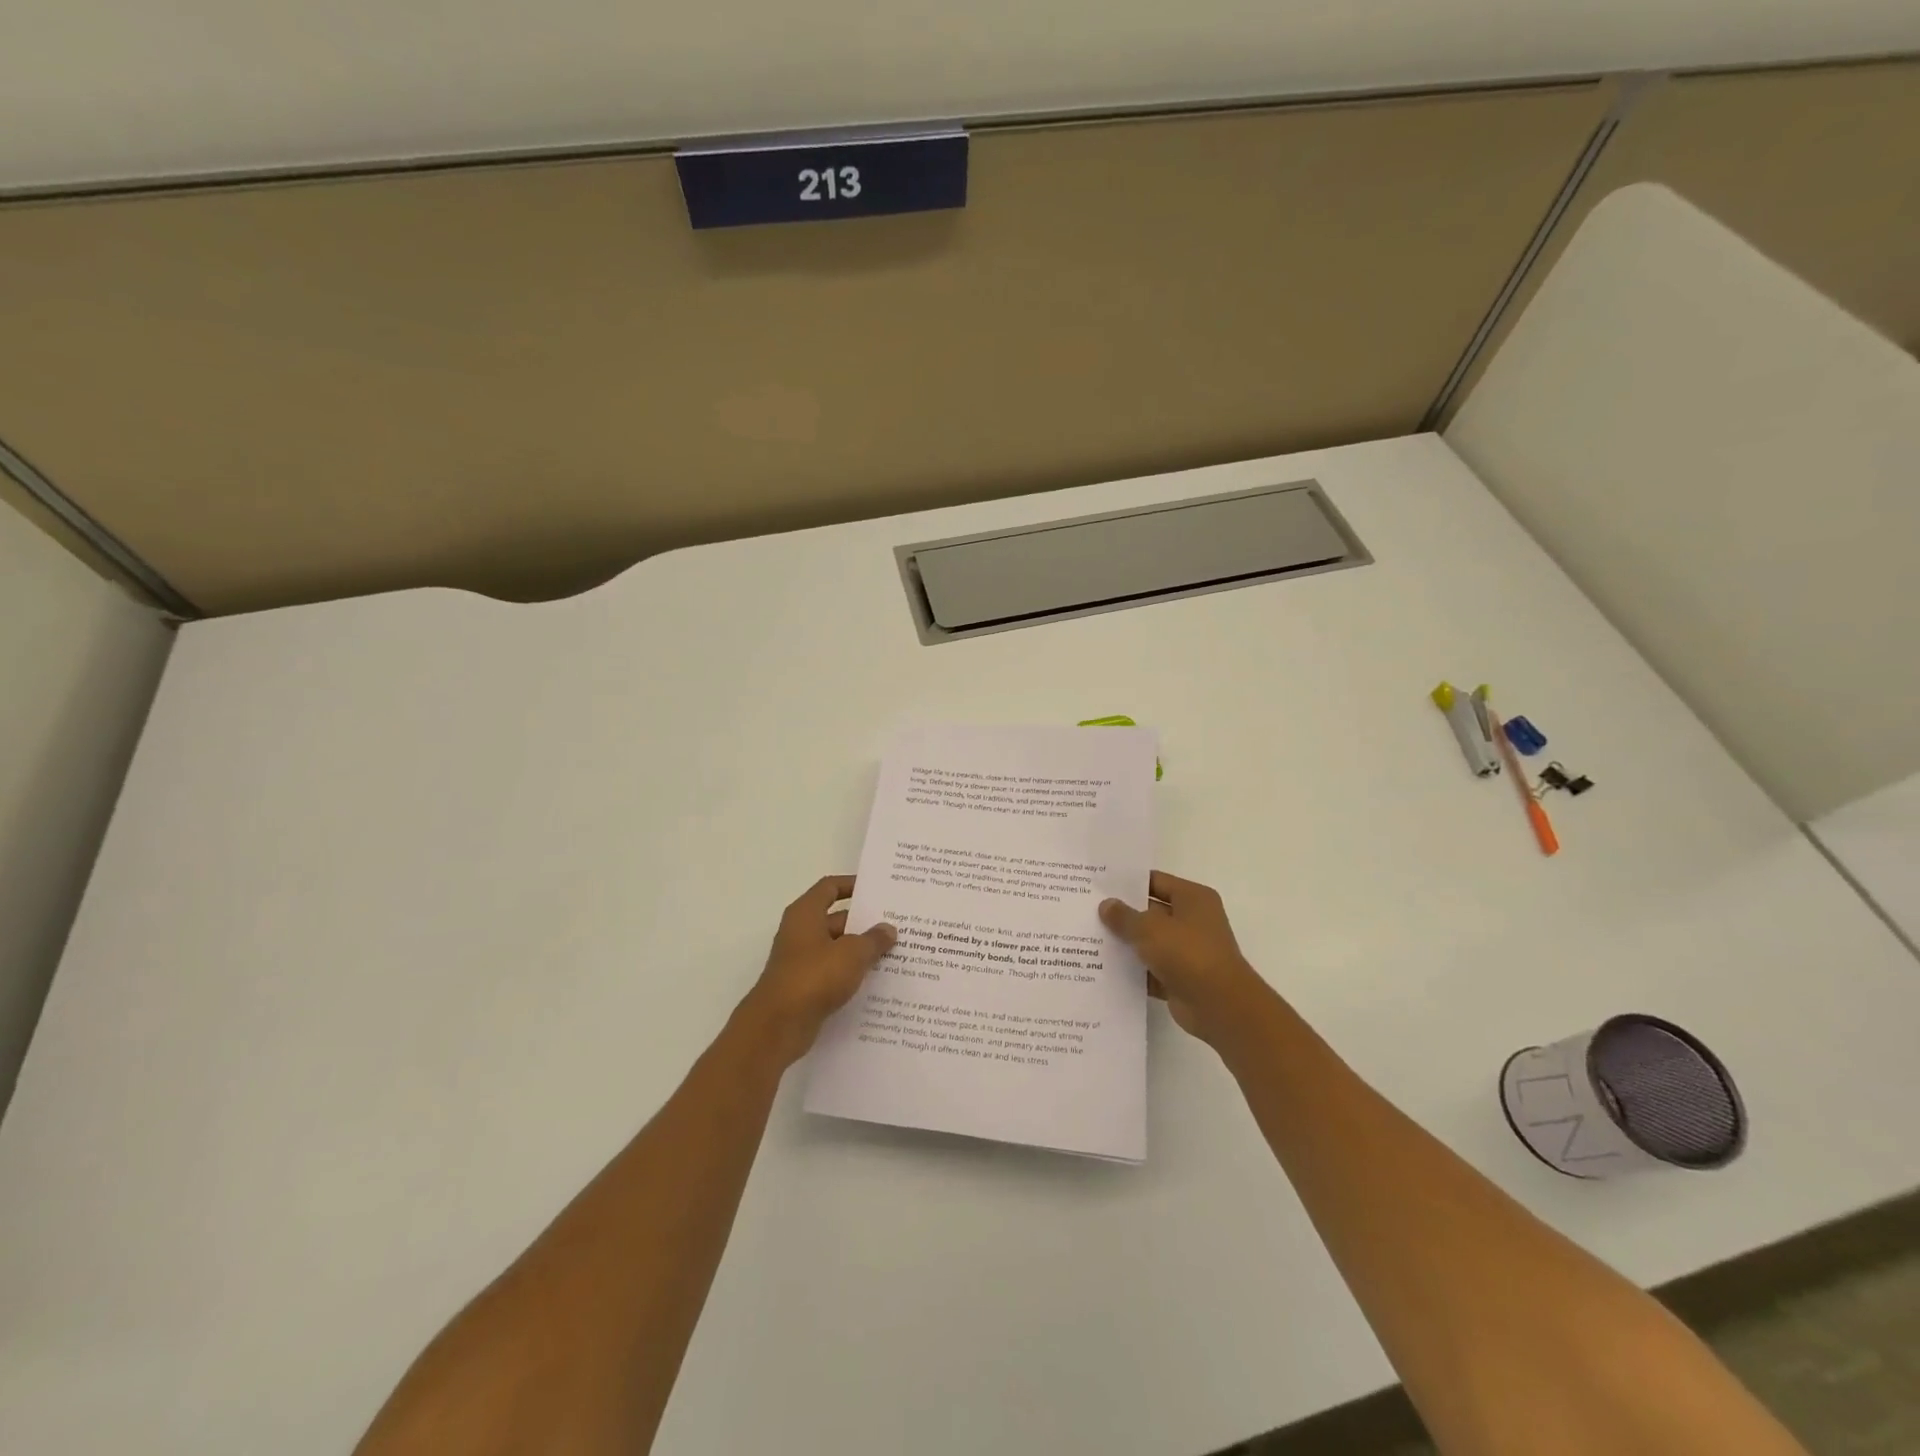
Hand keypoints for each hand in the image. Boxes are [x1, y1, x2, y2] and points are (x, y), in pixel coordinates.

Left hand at [739, 875, 895, 1065]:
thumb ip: (873, 939)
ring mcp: (802, 961)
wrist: (778, 1026)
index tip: (878, 889)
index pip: (830, 887)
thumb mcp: (852, 954)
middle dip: (865, 922)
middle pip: (837, 919)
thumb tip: (888, 929)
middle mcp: (801, 932)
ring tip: (896, 952)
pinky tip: (878, 981)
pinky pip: (834, 972)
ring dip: (861, 950)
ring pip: (838, 948)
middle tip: (898, 924)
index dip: (852, 884)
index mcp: (806, 913)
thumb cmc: (814, 977)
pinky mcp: (805, 987)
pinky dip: (852, 973)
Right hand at [1100, 871, 1273, 1047]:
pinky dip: (1132, 971)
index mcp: (1192, 898)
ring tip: (1088, 938)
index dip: (1127, 883)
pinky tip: (1102, 969)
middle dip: (1122, 914)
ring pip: (1149, 942)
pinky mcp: (1180, 978)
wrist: (1220, 1006)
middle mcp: (1193, 921)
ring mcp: (1187, 951)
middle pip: (1150, 912)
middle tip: (1086, 910)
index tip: (1098, 885)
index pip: (1155, 881)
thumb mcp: (1149, 928)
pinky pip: (1150, 970)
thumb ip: (1124, 916)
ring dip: (1125, 944)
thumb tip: (1106, 905)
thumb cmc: (1188, 953)